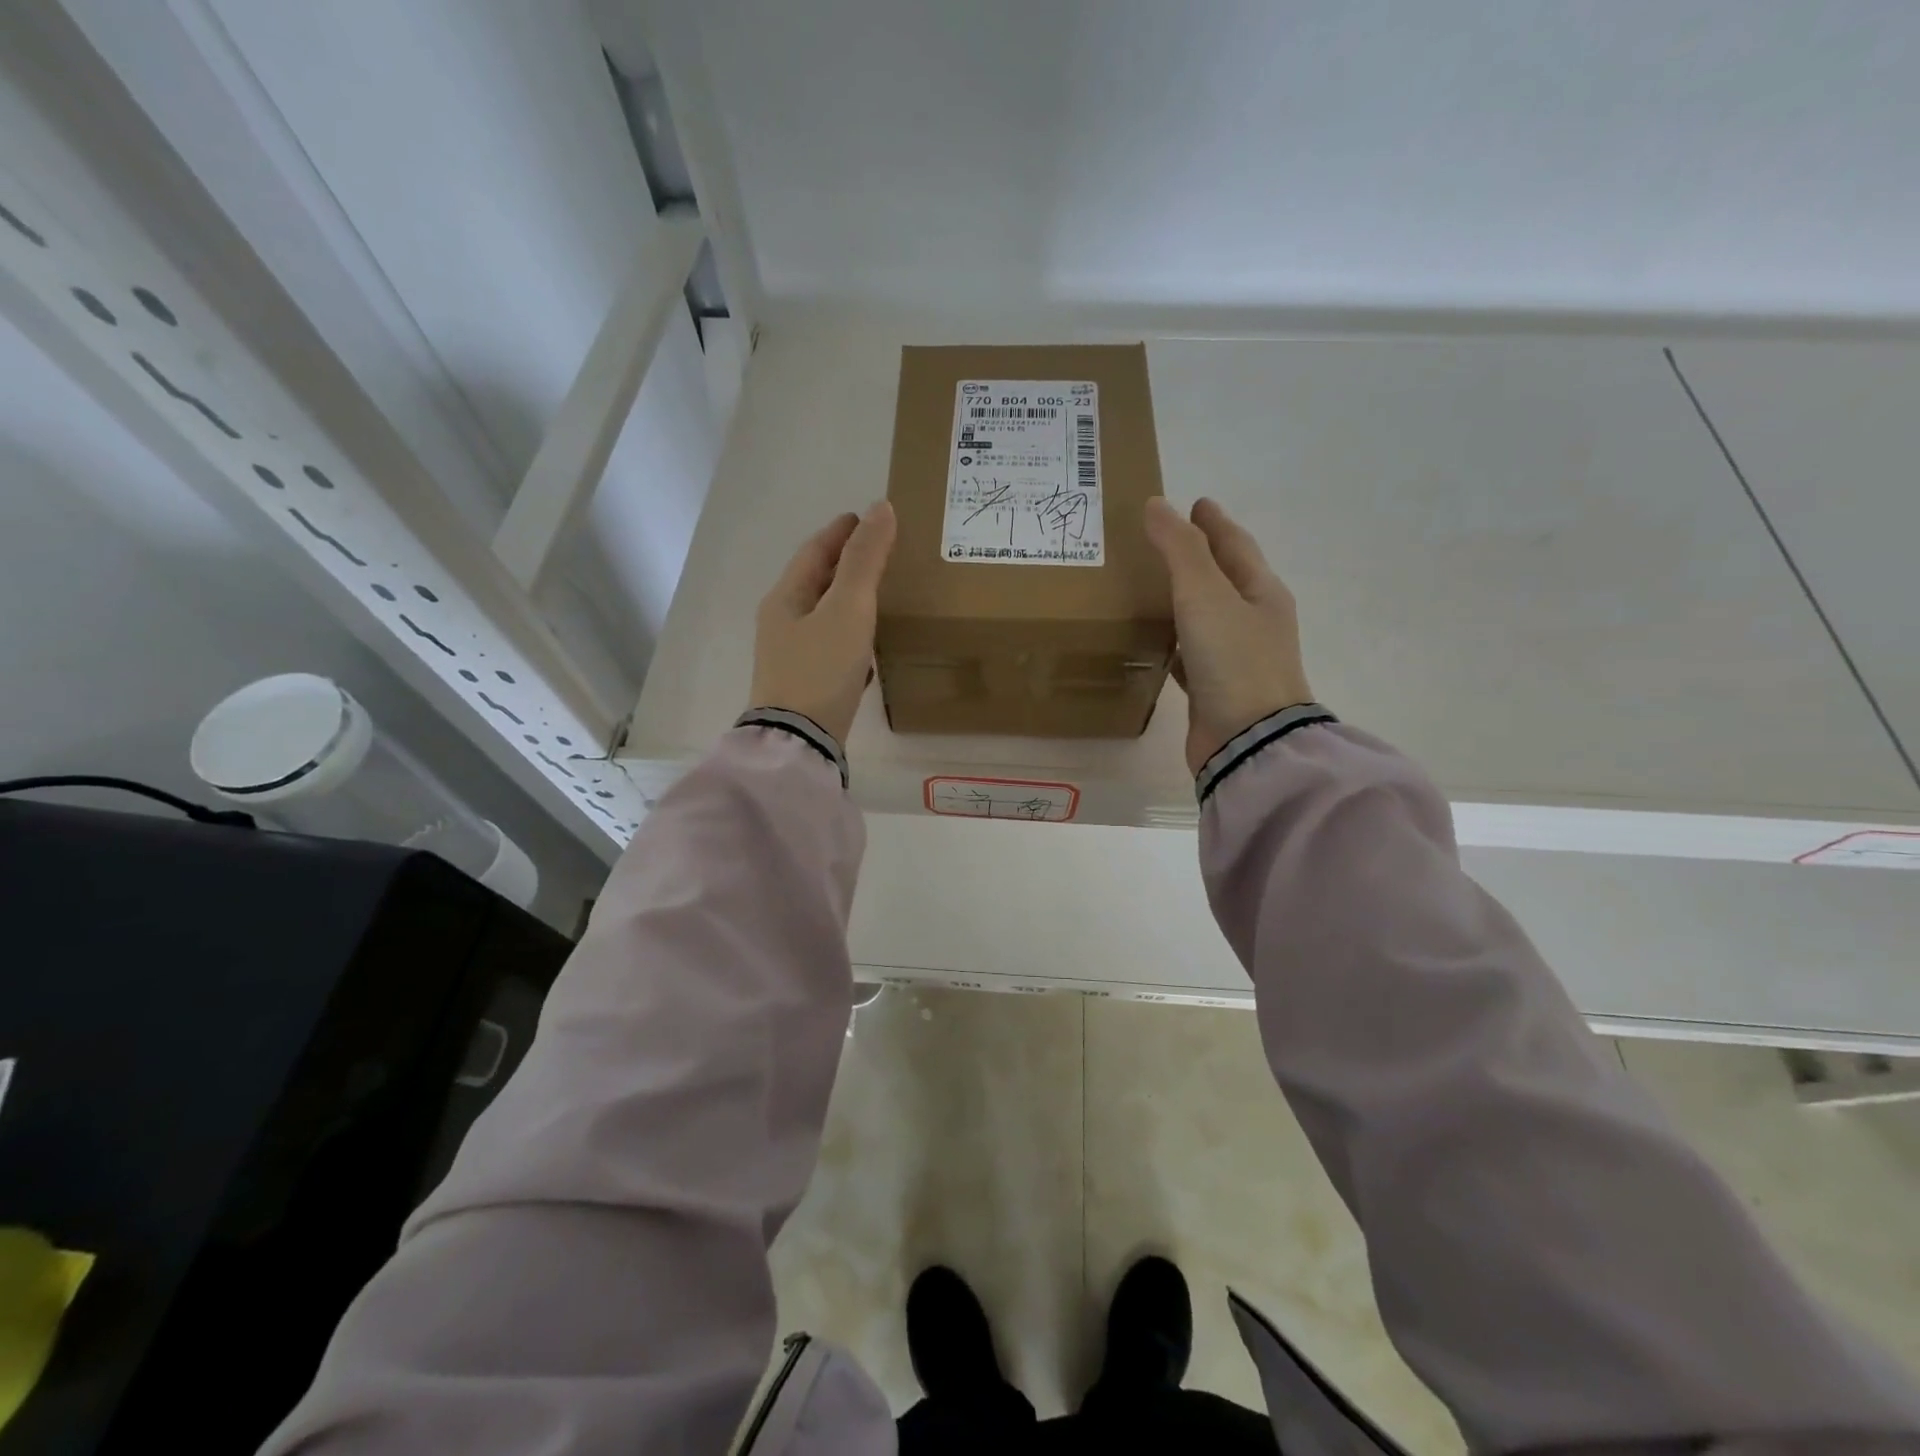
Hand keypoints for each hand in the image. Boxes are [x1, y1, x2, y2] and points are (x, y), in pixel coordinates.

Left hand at [749, 501, 896, 744]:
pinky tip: (869, 645)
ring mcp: (791, 657)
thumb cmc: (821, 668)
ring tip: (879, 594)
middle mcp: (782, 624)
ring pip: (823, 616)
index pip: (813, 552)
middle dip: (844, 565)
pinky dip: (850, 636)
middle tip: (878, 552)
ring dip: (848, 601)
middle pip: (815, 583)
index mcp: (785, 599)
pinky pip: (831, 648)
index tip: (864, 517)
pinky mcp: (806, 685)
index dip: (840, 532)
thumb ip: (864, 560)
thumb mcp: (847, 609)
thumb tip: (880, 508)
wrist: (801, 741)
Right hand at [1143, 496, 1313, 775]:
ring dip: (1183, 599)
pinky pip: (1190, 653)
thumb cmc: (1233, 661)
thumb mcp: (1205, 595)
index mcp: (1261, 592)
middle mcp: (1253, 622)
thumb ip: (1179, 549)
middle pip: (1224, 578)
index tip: (1196, 502)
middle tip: (1163, 540)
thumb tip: (1157, 505)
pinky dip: (1174, 640)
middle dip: (1198, 558)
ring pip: (1205, 616)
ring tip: (1151, 585)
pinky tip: (1154, 639)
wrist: (1247, 740)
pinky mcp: (1214, 688)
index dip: (1214, 523)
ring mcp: (1236, 657)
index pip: (1235, 545)